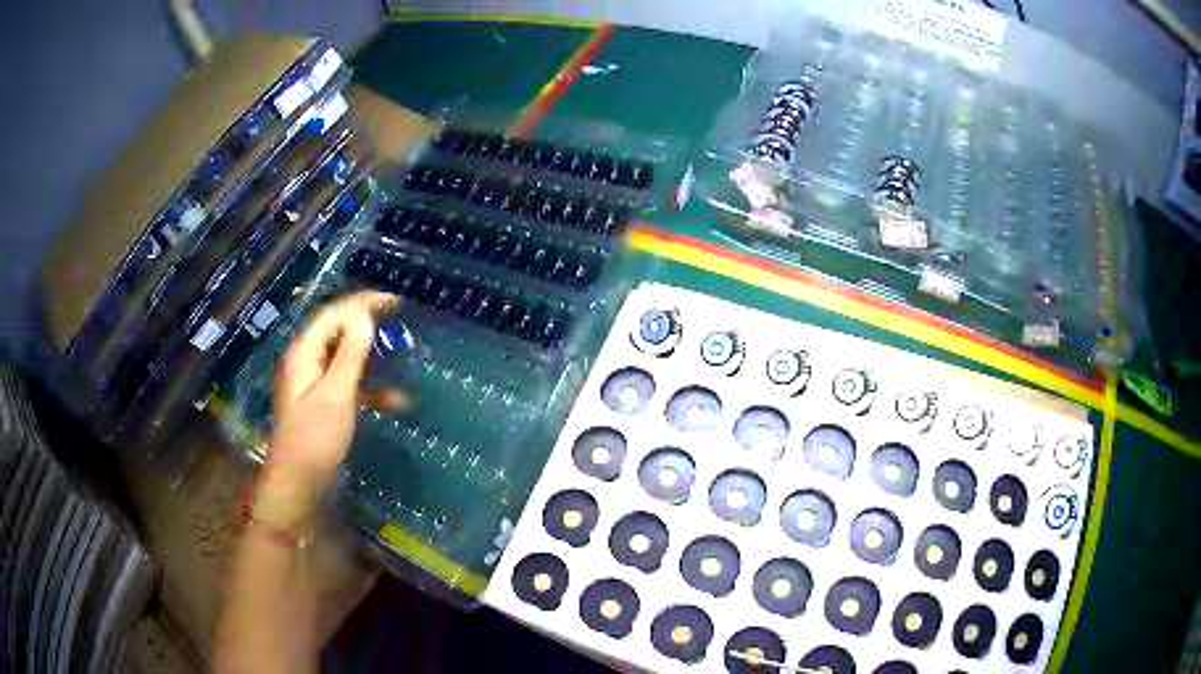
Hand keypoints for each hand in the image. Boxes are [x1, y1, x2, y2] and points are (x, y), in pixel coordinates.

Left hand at [255, 291, 398, 528]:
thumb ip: (350, 354)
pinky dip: (371, 389)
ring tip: (401, 357)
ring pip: (346, 360)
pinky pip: (349, 386)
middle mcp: (307, 364)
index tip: (395, 301)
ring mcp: (315, 386)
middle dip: (367, 325)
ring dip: (372, 358)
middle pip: (338, 333)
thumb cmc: (314, 440)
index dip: (362, 303)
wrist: (299, 488)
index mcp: (304, 354)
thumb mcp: (335, 395)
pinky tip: (395, 402)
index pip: (333, 314)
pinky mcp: (324, 407)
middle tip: (399, 319)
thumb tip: (364, 315)